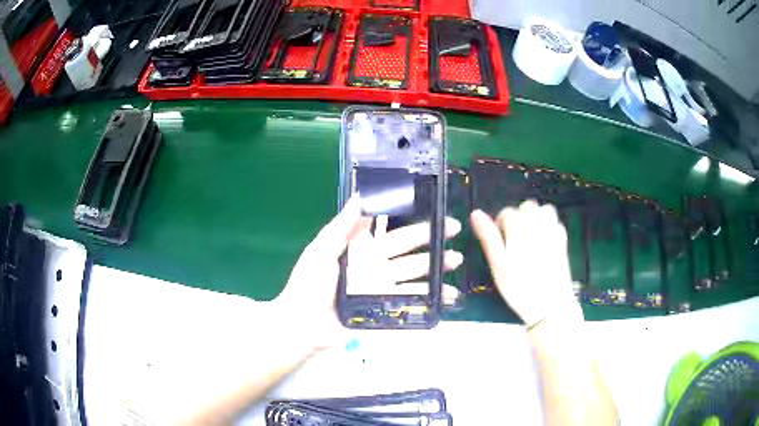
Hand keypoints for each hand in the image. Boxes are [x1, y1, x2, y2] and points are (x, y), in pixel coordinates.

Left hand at [274, 197, 462, 349]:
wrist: (304, 327)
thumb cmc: (309, 285)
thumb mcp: (321, 250)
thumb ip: (342, 225)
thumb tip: (361, 193)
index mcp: (359, 248)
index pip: (388, 227)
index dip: (407, 215)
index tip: (429, 205)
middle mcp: (374, 265)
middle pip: (407, 248)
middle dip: (430, 238)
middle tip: (453, 229)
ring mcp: (382, 287)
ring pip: (415, 273)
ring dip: (436, 267)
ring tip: (455, 261)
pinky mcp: (387, 308)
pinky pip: (412, 300)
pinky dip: (431, 298)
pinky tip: (448, 295)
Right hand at [470, 200, 575, 325]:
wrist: (550, 307)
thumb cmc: (520, 291)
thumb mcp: (499, 269)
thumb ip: (489, 239)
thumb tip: (476, 214)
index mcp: (518, 237)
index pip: (508, 213)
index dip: (501, 222)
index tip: (501, 236)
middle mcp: (536, 231)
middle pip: (528, 206)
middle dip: (520, 216)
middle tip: (516, 234)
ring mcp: (552, 235)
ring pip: (545, 210)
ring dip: (536, 217)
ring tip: (531, 234)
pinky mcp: (563, 242)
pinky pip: (557, 223)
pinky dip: (550, 226)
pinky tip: (545, 240)